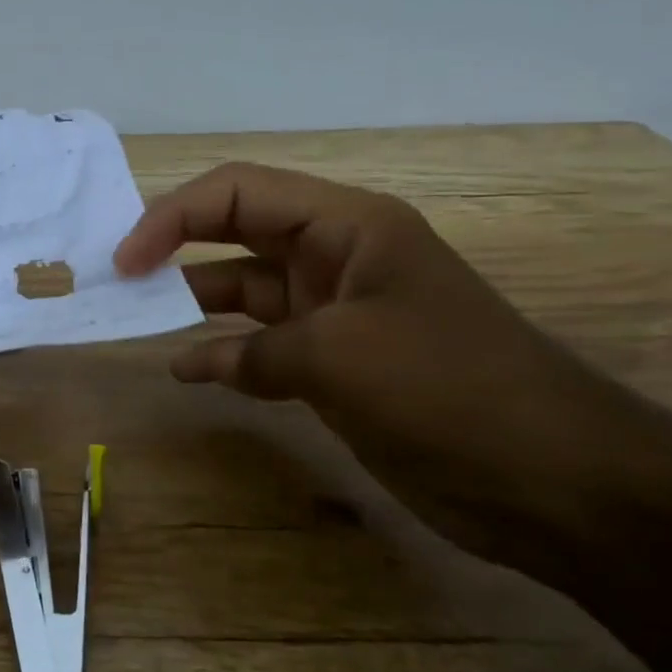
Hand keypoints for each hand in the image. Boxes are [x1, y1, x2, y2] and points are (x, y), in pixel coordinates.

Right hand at [115, 163, 634, 577]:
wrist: (553, 478)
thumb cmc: (447, 388)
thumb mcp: (337, 355)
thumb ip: (254, 351)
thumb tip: (198, 362)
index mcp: (346, 226)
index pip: (238, 193)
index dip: (172, 216)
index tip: (126, 260)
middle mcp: (335, 257)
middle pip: (235, 233)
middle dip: (175, 247)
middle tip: (119, 278)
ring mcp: (334, 312)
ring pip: (243, 290)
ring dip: (192, 303)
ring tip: (137, 320)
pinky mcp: (335, 364)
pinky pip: (261, 346)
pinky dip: (223, 354)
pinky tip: (188, 370)